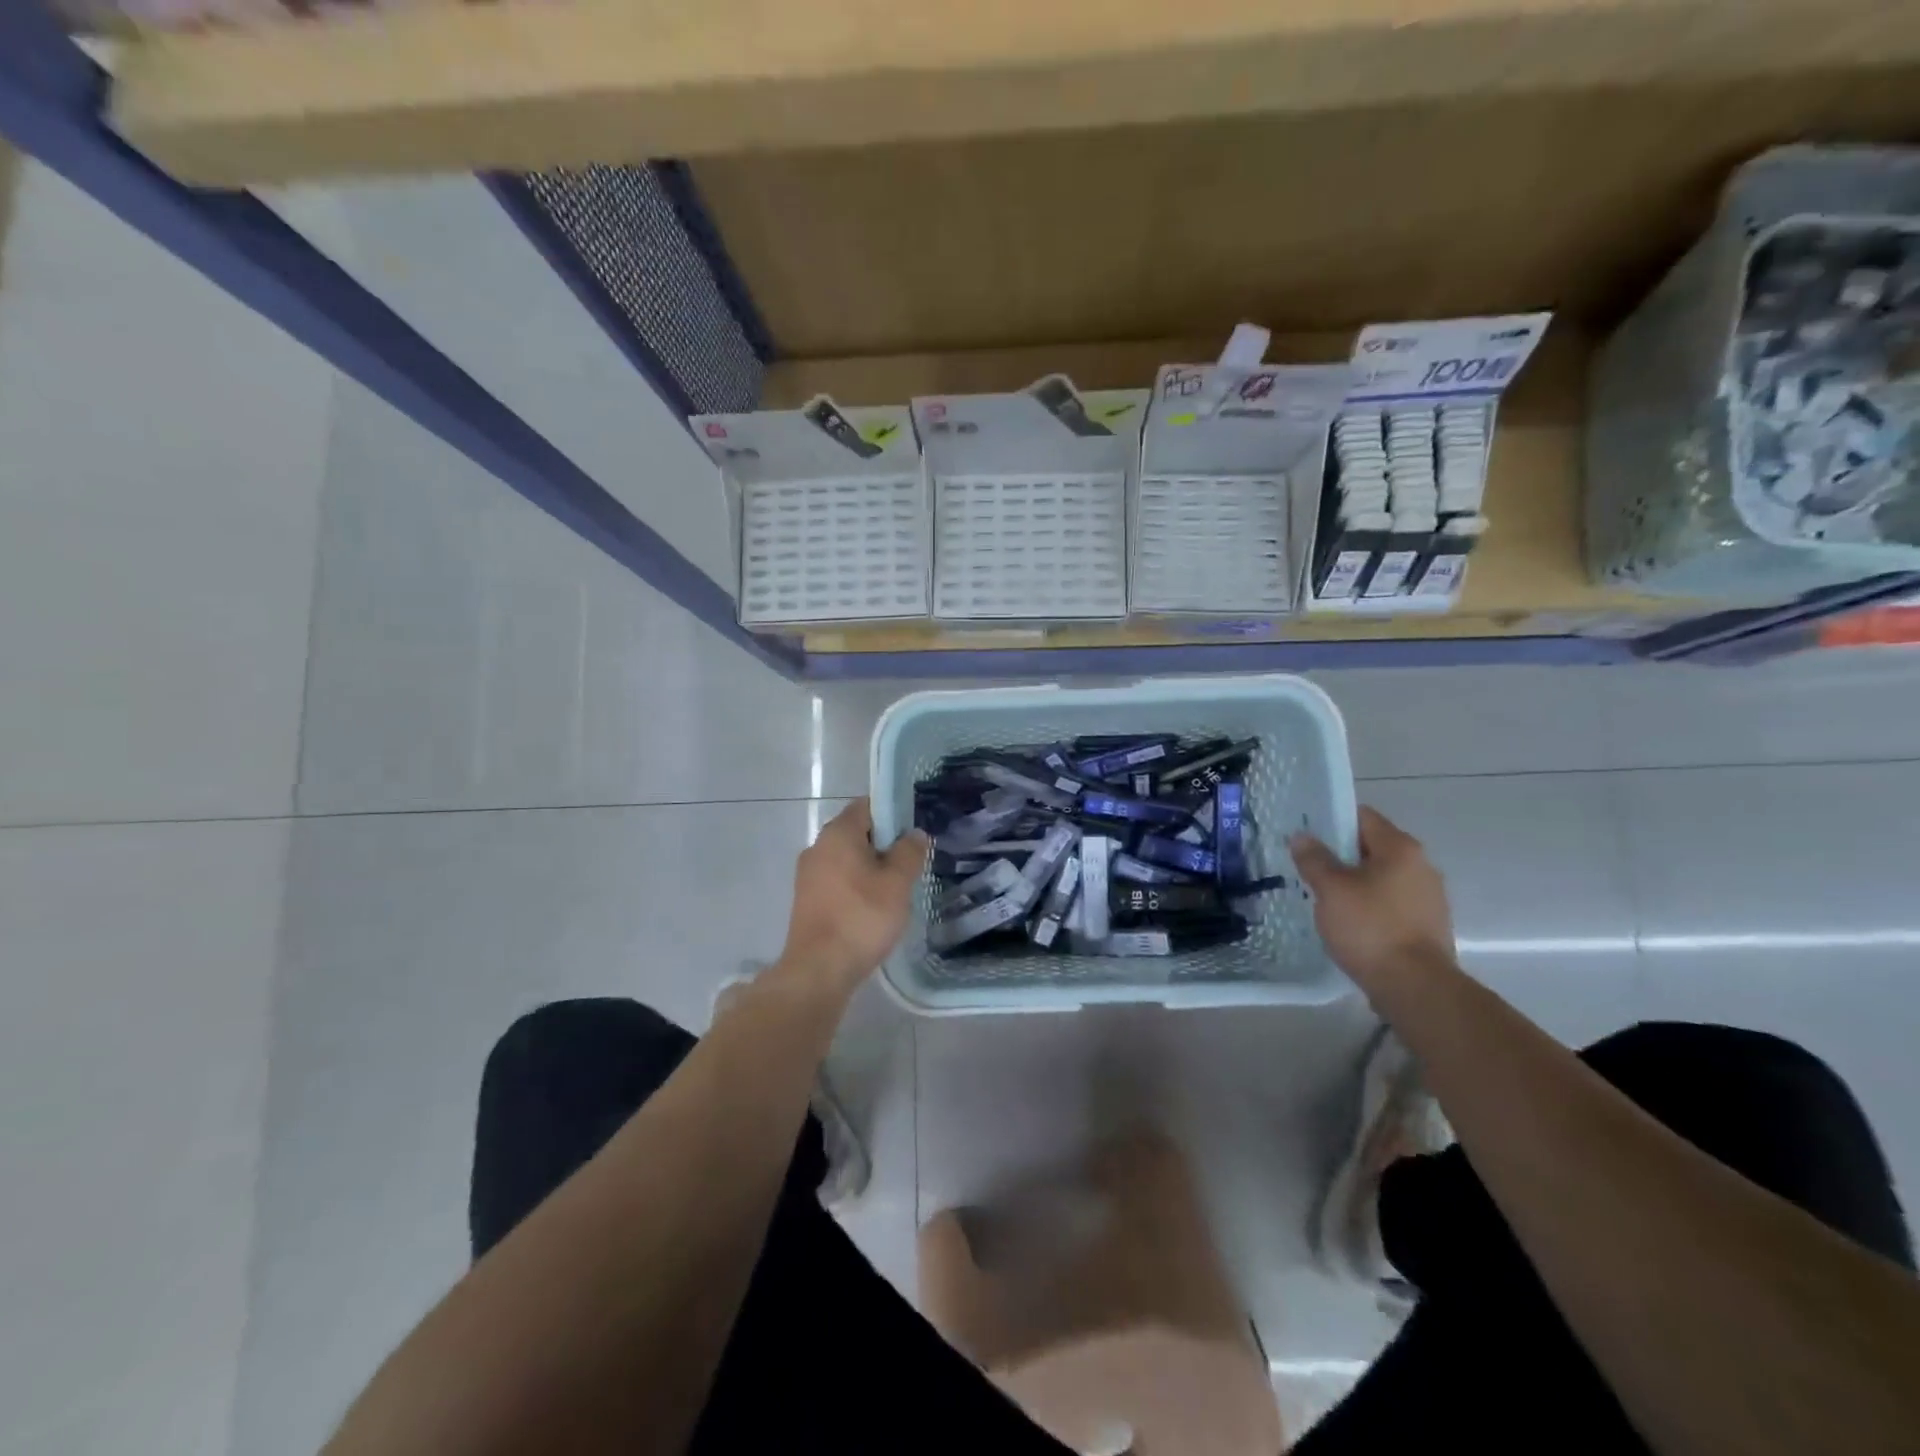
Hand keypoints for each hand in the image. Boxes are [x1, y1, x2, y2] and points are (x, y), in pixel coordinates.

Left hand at [775, 799, 929, 1002]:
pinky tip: (872, 909)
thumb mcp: (898, 883)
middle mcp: (818, 846)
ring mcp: (808, 874)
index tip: (913, 834)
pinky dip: (855, 886)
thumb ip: (909, 852)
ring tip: (895, 890)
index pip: (867, 806)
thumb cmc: (862, 917)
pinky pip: (837, 880)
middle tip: (909, 864)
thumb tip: (914, 833)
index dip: (893, 814)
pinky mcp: (806, 899)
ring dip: (870, 868)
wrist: (819, 969)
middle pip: (856, 832)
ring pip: (846, 859)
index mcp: (838, 833)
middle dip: (884, 844)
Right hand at [1290, 806, 1457, 999]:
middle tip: (1308, 867)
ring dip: (1354, 881)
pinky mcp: (1428, 925)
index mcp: (1400, 848)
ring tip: (1325, 896)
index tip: (1305, 835)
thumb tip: (1302, 837)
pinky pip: (1391, 902)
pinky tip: (1349, 921)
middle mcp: (1421, 865)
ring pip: (1381, 876)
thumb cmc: (1370, 928)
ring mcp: (1429, 897)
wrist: (1416, 987)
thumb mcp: (1330, 890)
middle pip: (1372, 847)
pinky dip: (1370, 905)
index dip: (1331, 820)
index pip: (1362, 817)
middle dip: (1340, 854)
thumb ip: (1314, 859)